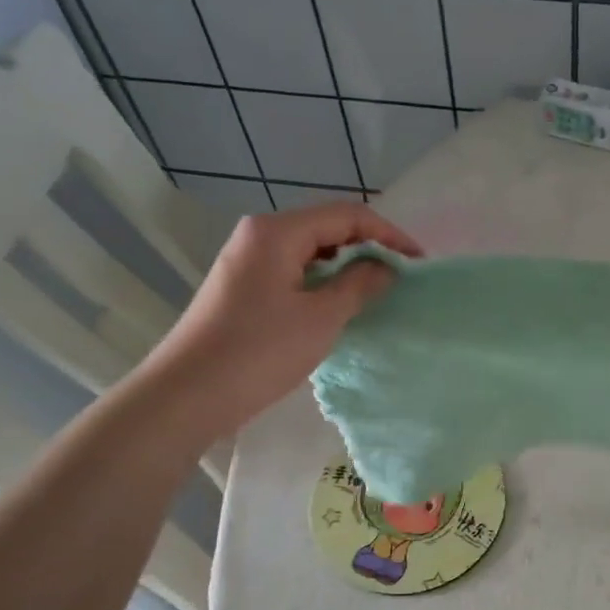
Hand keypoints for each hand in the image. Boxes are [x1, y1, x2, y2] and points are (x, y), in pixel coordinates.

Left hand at [147, 202, 421, 436]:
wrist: (190, 393)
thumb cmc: (260, 351)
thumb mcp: (321, 318)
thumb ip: (359, 285)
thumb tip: (387, 267)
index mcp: (277, 232)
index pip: (346, 215)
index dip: (388, 235)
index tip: (418, 262)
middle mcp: (259, 236)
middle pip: (327, 228)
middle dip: (368, 248)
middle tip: (401, 278)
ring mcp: (248, 262)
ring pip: (310, 252)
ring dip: (347, 267)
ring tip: (378, 292)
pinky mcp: (243, 288)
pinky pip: (294, 272)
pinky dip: (323, 283)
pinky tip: (341, 306)